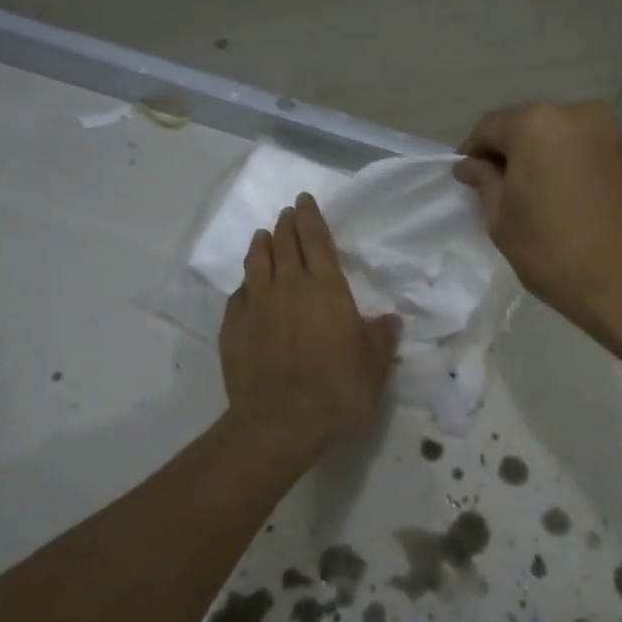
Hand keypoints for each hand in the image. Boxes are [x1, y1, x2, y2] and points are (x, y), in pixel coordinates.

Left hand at [219, 193, 401, 457]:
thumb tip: (389, 320)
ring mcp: (256, 305)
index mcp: (326, 289)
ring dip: (261, 244)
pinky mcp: (232, 327)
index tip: (304, 199)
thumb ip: (381, 337)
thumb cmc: (337, 390)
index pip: (316, 240)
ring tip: (264, 236)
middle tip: (287, 214)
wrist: (281, 422)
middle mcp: (288, 287)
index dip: (310, 217)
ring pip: (256, 262)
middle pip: (284, 244)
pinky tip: (247, 287)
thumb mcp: (374, 366)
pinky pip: (238, 295)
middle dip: (286, 224)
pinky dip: (245, 284)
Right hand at [454, 102, 621, 341]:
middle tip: (496, 192)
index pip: (489, 127)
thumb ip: (485, 183)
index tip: (466, 183)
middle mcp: (577, 114)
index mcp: (538, 123)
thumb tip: (471, 166)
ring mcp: (610, 133)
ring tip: (532, 201)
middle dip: (509, 155)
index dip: (472, 154)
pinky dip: (567, 169)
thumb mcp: (503, 221)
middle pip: (527, 127)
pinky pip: (584, 154)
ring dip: (540, 162)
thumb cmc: (555, 252)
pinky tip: (562, 203)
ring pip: (558, 140)